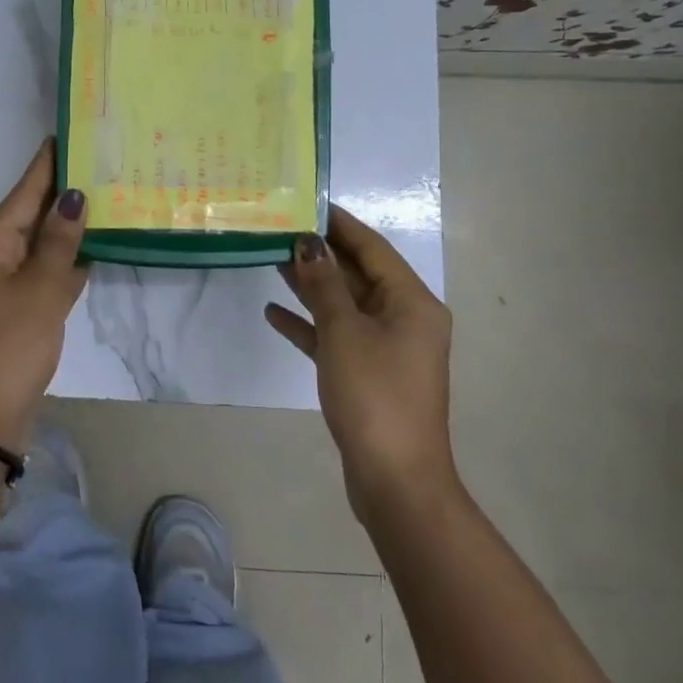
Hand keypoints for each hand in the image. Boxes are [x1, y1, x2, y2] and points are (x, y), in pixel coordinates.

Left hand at [0, 139, 88, 450]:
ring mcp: (2, 287)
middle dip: (61, 193)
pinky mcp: (17, 311)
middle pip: (29, 216)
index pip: (22, 195)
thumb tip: (74, 198)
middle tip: (98, 163)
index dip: (44, 166)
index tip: (65, 135)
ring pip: (39, 246)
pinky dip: (66, 261)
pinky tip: (94, 248)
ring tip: (103, 196)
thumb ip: (58, 243)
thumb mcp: (39, 291)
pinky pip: (44, 274)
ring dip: (67, 227)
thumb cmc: (8, 347)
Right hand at [264, 205, 456, 514]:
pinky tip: (274, 313)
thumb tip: (308, 243)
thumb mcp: (344, 332)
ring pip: (344, 304)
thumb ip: (324, 283)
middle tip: (278, 228)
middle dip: (320, 253)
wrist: (395, 481)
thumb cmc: (374, 396)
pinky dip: (309, 324)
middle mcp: (404, 318)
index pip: (372, 247)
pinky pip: (336, 336)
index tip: (306, 201)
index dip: (339, 223)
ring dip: (311, 285)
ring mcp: (386, 348)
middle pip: (358, 274)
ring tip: (270, 259)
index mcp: (411, 302)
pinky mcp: (367, 373)